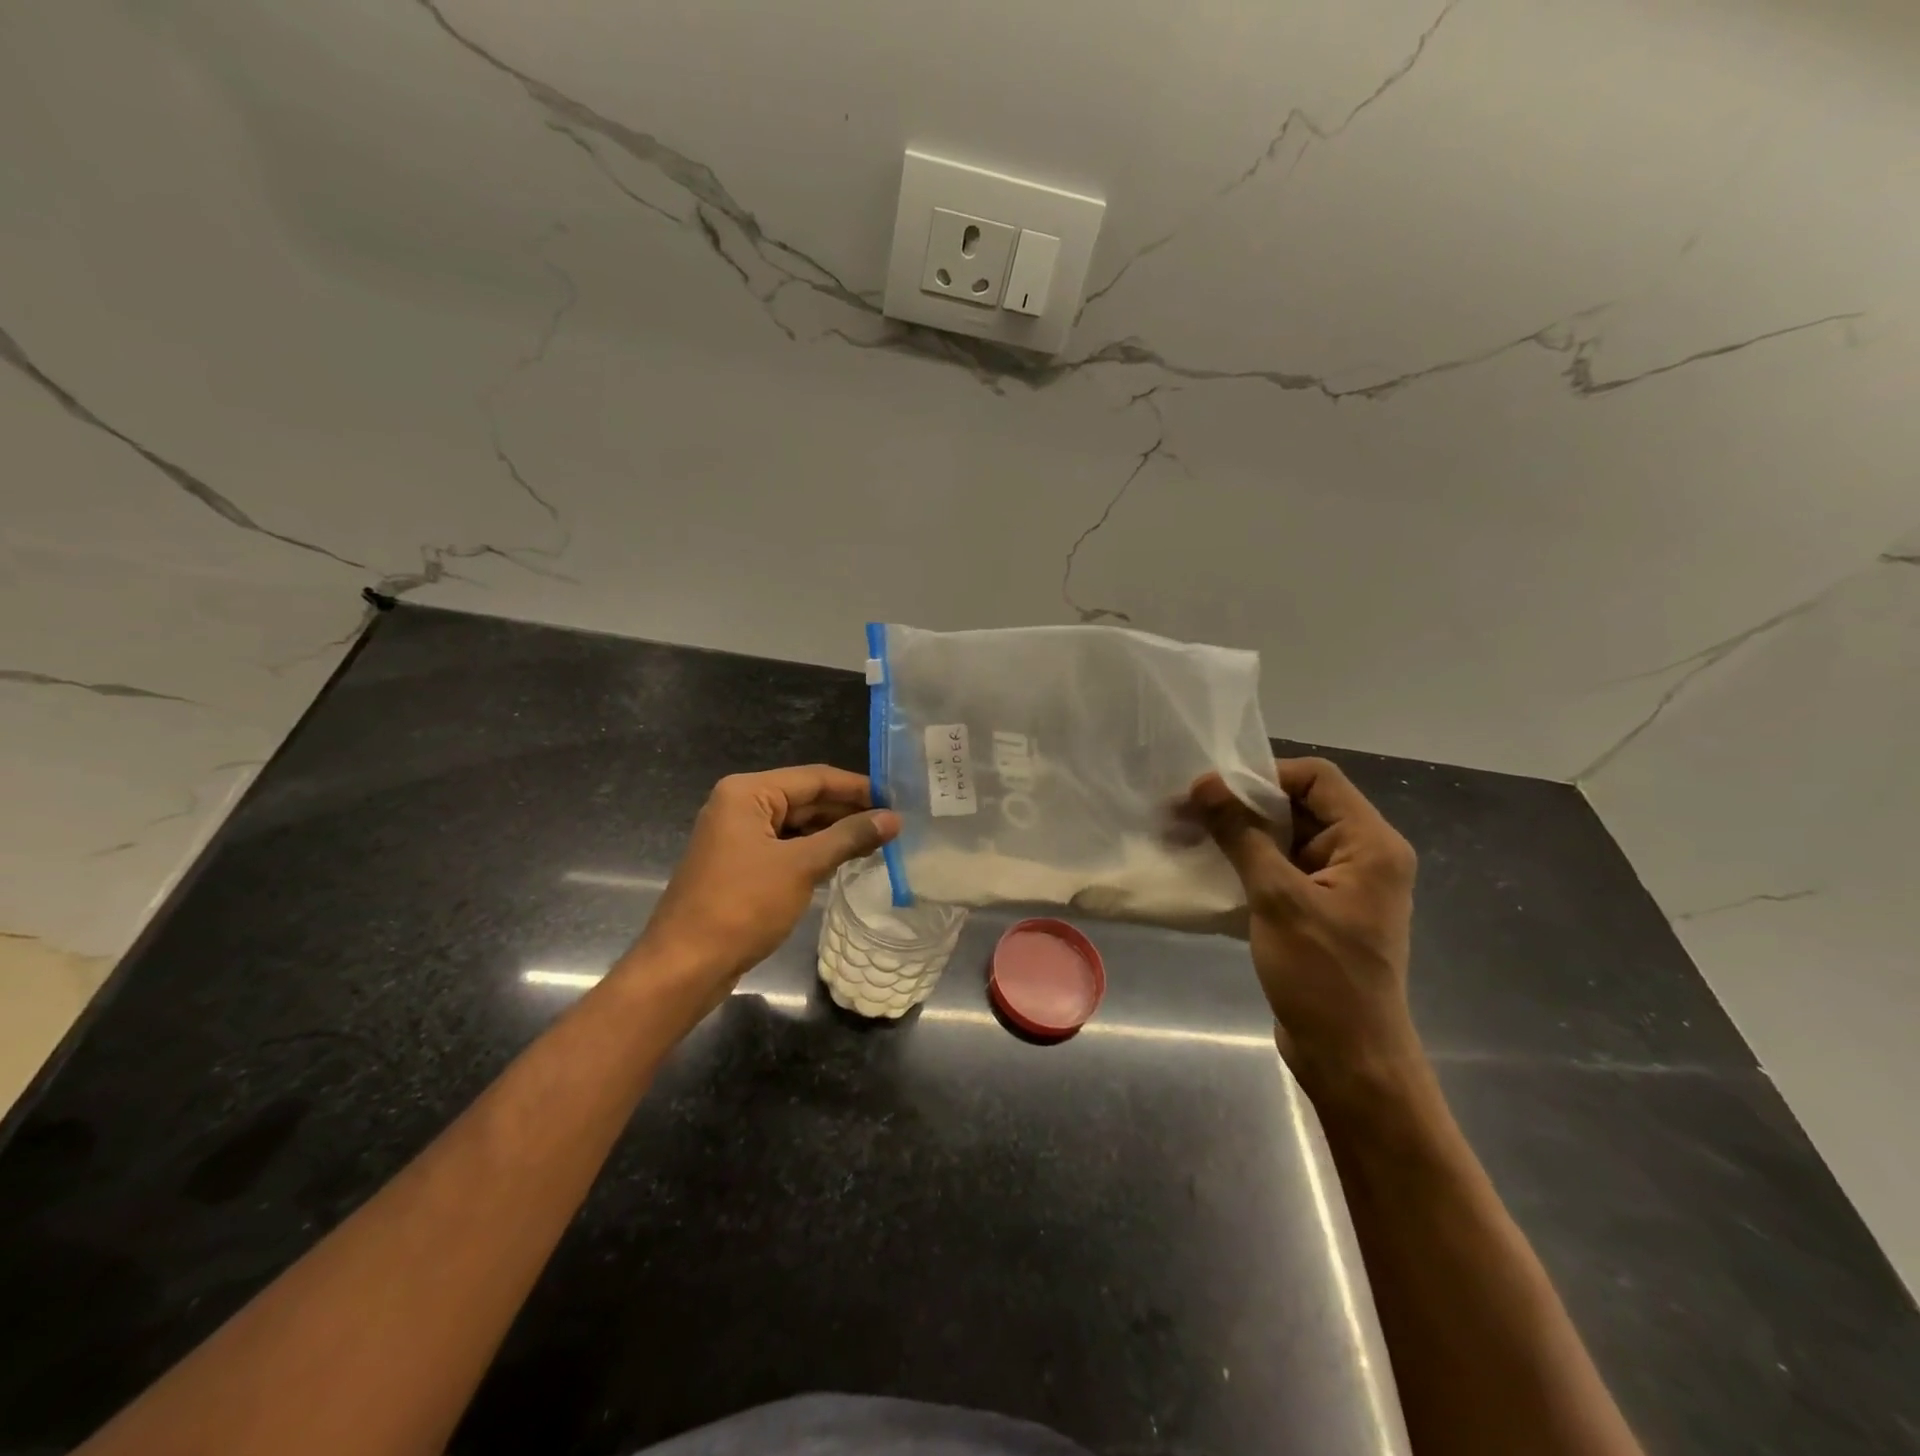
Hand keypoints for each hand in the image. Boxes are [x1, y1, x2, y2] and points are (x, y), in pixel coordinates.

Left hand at [629, 765, 899, 998]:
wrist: (685, 966)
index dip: (858, 788)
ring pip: (796, 825)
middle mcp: (740, 806)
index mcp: (748, 792)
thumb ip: (848, 838)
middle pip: (805, 798)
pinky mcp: (740, 865)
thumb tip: (893, 819)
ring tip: (879, 842)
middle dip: (848, 811)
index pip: (815, 778)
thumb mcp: (801, 867)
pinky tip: (844, 861)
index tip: (897, 799)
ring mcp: (737, 836)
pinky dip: (814, 852)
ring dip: (834, 833)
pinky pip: (785, 847)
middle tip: (894, 824)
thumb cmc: (742, 906)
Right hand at [1188, 757, 1421, 1100]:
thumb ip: (1241, 835)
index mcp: (1371, 844)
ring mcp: (1341, 885)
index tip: (1213, 790)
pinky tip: (1207, 867)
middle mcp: (1362, 856)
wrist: (1349, 1058)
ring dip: (1240, 835)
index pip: (1318, 779)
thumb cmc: (1322, 975)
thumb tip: (1204, 784)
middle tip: (1188, 809)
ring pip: (1286, 838)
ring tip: (1188, 835)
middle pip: (1300, 806)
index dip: (1265, 776)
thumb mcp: (1277, 898)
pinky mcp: (1319, 909)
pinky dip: (1247, 863)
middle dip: (1243, 805)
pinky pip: (1281, 869)